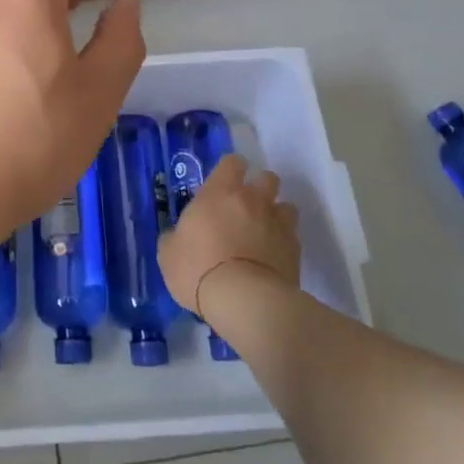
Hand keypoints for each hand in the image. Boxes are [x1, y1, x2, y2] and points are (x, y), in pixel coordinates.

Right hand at [158, 155, 300, 322]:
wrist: (244, 301)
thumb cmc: (198, 269)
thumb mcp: (168, 254)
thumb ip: (174, 237)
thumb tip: (176, 236)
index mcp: (219, 192)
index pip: (232, 162)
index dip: (229, 170)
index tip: (223, 184)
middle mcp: (253, 200)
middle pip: (267, 178)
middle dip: (259, 188)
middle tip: (245, 208)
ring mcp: (278, 223)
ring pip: (286, 206)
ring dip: (275, 215)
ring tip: (263, 233)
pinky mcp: (295, 249)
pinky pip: (292, 237)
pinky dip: (283, 244)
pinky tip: (272, 259)